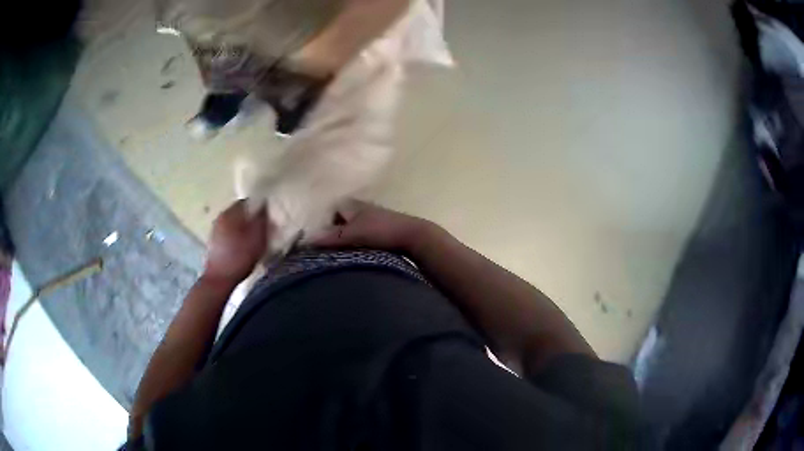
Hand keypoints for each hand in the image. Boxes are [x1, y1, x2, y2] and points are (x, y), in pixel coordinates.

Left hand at [203, 200, 268, 288]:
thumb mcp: (257, 239)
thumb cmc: (240, 258)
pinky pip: (228, 232)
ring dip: (243, 227)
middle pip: (240, 211)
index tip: (268, 218)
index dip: (260, 207)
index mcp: (231, 213)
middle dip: (251, 217)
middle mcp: (221, 217)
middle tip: (263, 228)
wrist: (219, 280)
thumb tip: (264, 206)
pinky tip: (241, 247)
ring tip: (253, 239)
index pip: (248, 201)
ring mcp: (215, 229)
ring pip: (233, 222)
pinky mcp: (213, 242)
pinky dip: (236, 236)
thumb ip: (262, 220)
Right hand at [312, 200, 432, 251]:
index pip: (332, 210)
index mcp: (354, 205)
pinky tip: (357, 256)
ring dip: (348, 240)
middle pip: (343, 220)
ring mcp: (375, 220)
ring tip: (341, 255)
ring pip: (354, 229)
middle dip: (335, 232)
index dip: (324, 222)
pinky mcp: (384, 232)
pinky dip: (359, 245)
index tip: (318, 238)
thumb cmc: (382, 231)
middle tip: (328, 249)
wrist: (415, 237)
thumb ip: (331, 236)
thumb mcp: (353, 234)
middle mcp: (363, 209)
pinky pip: (365, 237)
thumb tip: (306, 240)